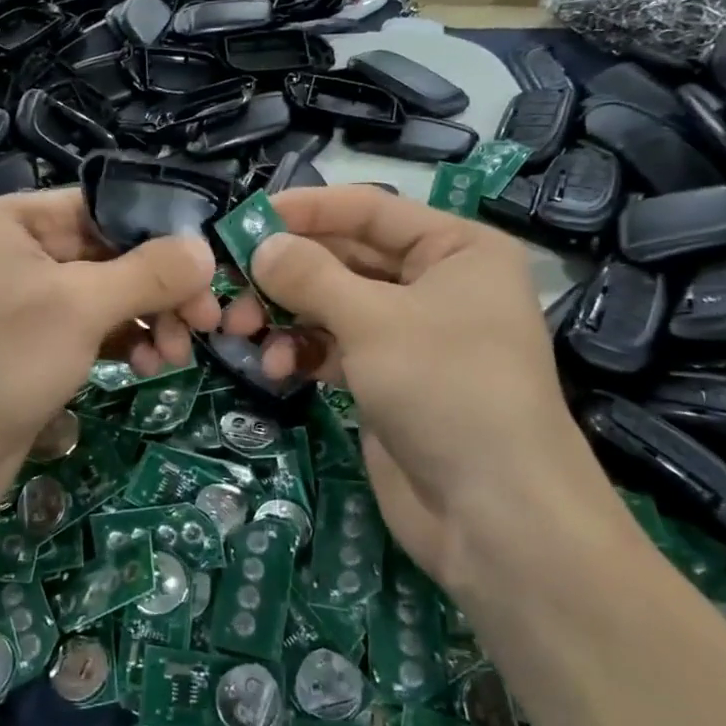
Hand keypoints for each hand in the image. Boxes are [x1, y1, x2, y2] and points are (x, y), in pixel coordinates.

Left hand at [0, 189, 217, 530]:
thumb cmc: (1, 362)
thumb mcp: (80, 307)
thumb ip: (149, 274)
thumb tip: (207, 251)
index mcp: (22, 219)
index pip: (110, 206)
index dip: (164, 234)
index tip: (211, 269)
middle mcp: (28, 250)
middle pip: (118, 253)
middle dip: (163, 288)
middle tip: (208, 323)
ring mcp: (35, 299)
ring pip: (114, 294)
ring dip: (153, 319)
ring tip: (176, 355)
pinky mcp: (43, 344)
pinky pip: (100, 328)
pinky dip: (130, 342)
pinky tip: (151, 366)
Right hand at [221, 186, 613, 584]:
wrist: (494, 515)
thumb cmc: (445, 388)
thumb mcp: (373, 321)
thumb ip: (309, 276)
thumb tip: (259, 246)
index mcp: (455, 250)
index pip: (369, 210)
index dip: (307, 210)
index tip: (245, 218)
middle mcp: (436, 285)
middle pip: (345, 259)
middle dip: (287, 273)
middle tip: (231, 284)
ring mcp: (411, 336)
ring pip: (333, 306)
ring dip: (286, 316)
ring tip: (242, 332)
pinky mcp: (388, 380)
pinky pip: (335, 348)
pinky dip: (303, 352)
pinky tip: (276, 369)